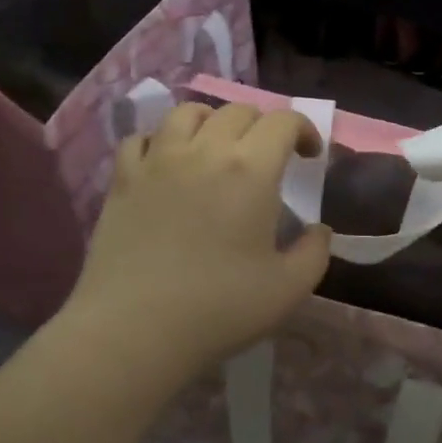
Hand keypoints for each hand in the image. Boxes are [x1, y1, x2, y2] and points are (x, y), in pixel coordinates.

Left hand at [58, 104, 331, 385]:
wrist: (133, 331)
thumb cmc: (219, 308)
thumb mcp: (289, 289)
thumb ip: (315, 252)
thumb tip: (319, 229)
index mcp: (251, 170)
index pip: (284, 121)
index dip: (305, 129)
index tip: (310, 156)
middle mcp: (205, 150)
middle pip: (239, 111)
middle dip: (263, 126)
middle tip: (268, 159)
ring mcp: (158, 160)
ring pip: (188, 112)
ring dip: (213, 122)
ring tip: (217, 149)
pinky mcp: (122, 179)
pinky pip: (142, 138)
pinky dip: (162, 141)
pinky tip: (167, 164)